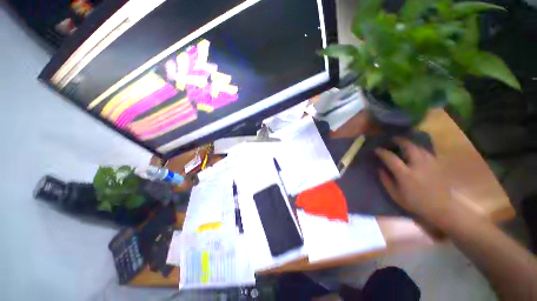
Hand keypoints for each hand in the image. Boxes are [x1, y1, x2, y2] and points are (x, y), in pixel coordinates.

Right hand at [375, 138, 453, 225]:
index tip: (377, 149)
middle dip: (400, 140)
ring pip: (420, 148)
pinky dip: (420, 149)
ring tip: (404, 143)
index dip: (382, 152)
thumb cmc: (416, 203)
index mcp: (405, 174)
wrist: (443, 208)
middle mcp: (418, 165)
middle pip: (409, 147)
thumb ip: (386, 181)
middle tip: (393, 139)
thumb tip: (379, 168)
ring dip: (410, 144)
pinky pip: (427, 152)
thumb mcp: (396, 195)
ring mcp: (430, 164)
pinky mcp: (438, 165)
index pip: (391, 158)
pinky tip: (417, 151)